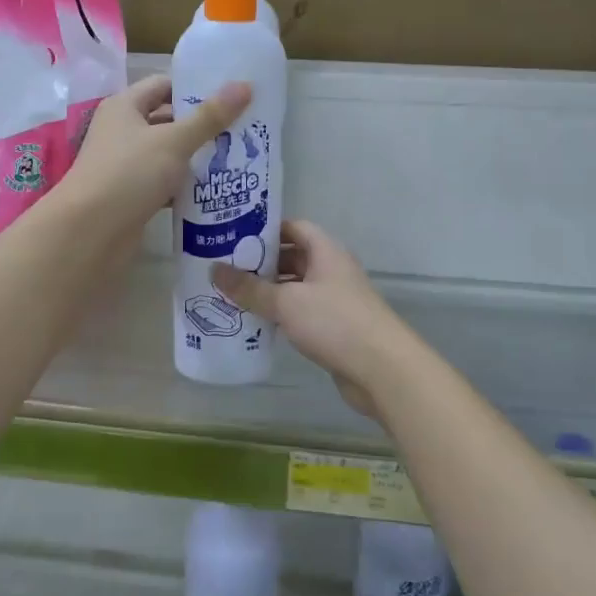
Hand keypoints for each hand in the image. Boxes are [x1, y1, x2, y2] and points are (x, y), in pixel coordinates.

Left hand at [60, 74, 250, 243]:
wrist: (90, 233)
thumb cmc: (129, 174)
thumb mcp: (174, 141)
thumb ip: (209, 117)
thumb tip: (245, 85)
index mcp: (124, 107)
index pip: (162, 85)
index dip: (193, 86)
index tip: (230, 94)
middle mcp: (122, 132)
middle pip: (167, 121)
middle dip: (202, 125)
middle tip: (243, 128)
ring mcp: (126, 166)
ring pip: (168, 155)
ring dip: (196, 158)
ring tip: (238, 157)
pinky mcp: (132, 196)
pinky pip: (165, 183)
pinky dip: (186, 186)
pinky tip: (216, 190)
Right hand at [214, 221, 403, 417]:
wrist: (382, 368)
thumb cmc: (334, 322)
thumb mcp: (286, 302)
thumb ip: (249, 288)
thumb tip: (214, 270)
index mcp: (325, 251)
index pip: (293, 227)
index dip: (265, 229)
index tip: (234, 237)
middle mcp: (332, 269)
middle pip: (293, 256)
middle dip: (262, 263)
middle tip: (226, 269)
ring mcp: (336, 299)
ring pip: (296, 287)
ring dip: (270, 291)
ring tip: (234, 295)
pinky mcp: (335, 326)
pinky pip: (302, 312)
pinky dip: (282, 314)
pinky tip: (257, 323)